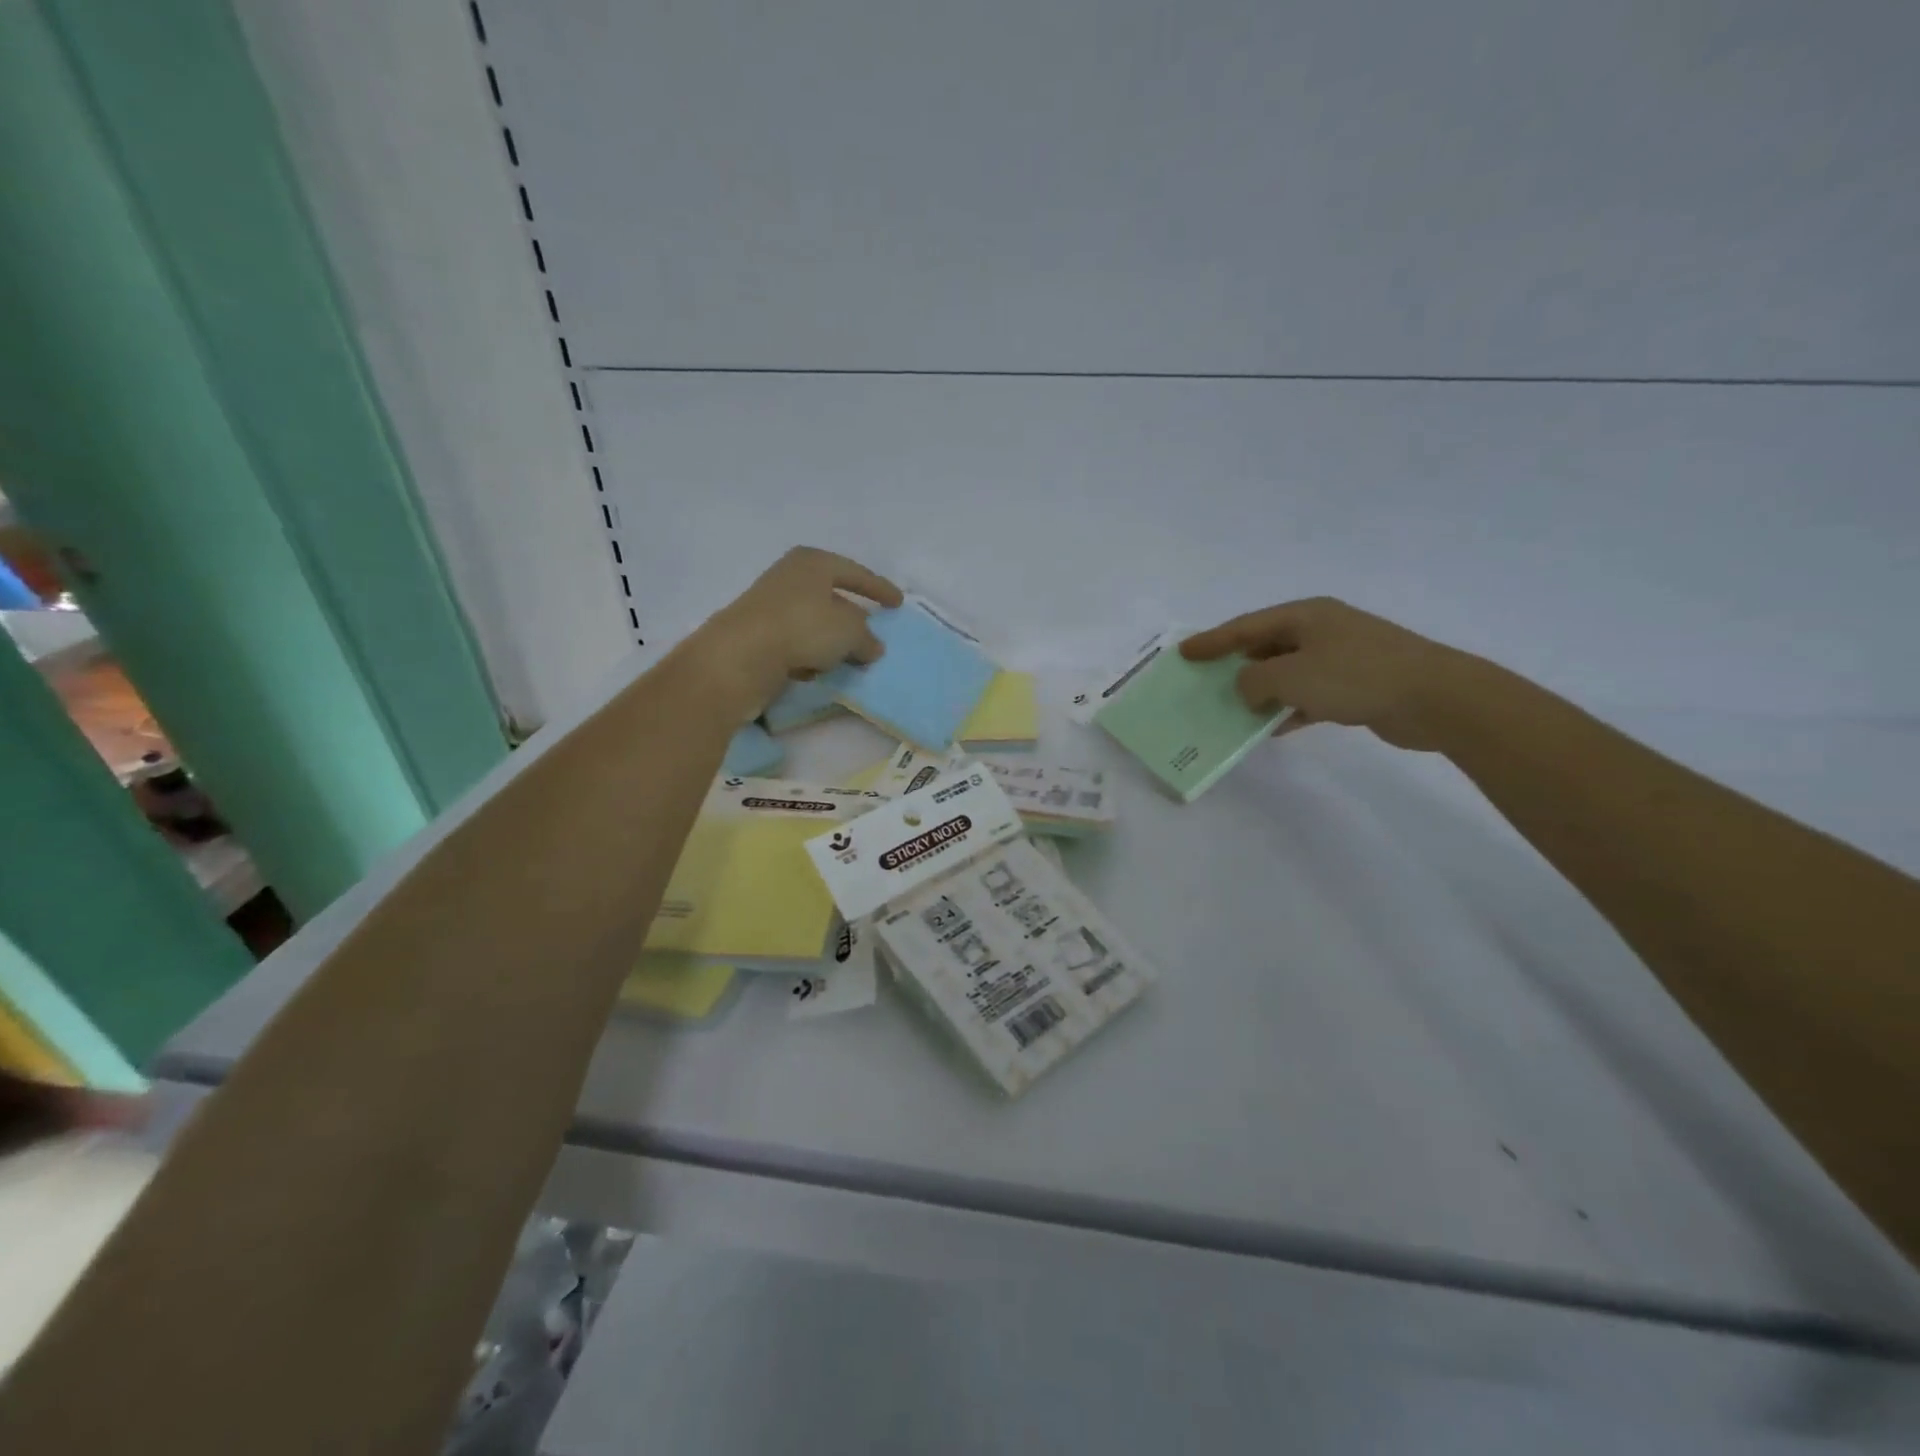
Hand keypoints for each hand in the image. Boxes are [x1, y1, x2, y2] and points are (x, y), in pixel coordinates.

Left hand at [692, 547, 903, 707]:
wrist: (740, 656)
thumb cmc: (803, 628)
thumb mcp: (850, 632)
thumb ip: (867, 638)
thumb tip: (873, 647)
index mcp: (813, 562)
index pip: (855, 572)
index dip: (879, 588)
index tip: (898, 603)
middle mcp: (789, 577)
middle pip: (832, 595)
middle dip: (853, 616)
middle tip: (873, 632)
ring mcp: (770, 605)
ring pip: (813, 621)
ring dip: (831, 639)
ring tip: (850, 659)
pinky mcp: (757, 634)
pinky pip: (795, 642)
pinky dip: (809, 654)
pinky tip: (817, 670)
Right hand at [1181, 597, 1470, 751]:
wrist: (1435, 697)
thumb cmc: (1355, 676)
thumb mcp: (1291, 677)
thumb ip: (1254, 681)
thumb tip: (1246, 688)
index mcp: (1305, 616)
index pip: (1246, 626)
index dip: (1212, 640)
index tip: (1185, 653)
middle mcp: (1322, 631)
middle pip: (1266, 646)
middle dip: (1236, 666)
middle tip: (1206, 681)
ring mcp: (1342, 657)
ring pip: (1287, 673)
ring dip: (1262, 692)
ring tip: (1233, 710)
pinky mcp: (1356, 685)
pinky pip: (1309, 695)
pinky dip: (1290, 709)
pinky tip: (1273, 729)